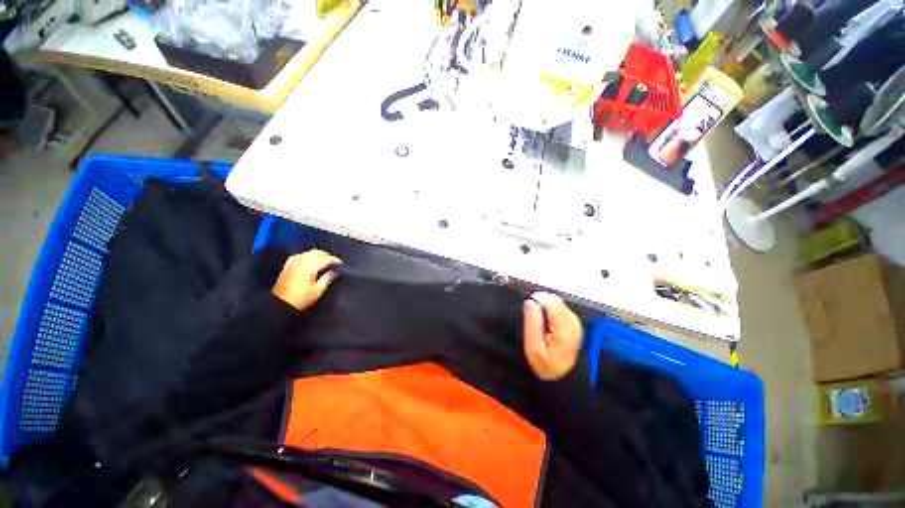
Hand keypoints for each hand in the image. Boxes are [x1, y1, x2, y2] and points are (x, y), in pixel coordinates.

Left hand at [272, 249, 342, 309]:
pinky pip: (299, 255)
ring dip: (317, 254)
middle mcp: (302, 261)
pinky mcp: (288, 265)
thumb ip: (327, 279)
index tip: (341, 263)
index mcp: (311, 267)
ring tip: (323, 260)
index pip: (326, 259)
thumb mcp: (318, 290)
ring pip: (308, 252)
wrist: (280, 303)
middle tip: (333, 261)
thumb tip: (334, 272)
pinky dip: (306, 255)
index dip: (335, 260)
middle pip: (317, 252)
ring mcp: (294, 262)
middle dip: (327, 255)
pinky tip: (308, 259)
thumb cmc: (301, 299)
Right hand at [523, 292, 581, 379]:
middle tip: (531, 318)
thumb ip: (532, 323)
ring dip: (545, 307)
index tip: (528, 311)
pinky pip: (559, 308)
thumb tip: (530, 302)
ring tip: (538, 322)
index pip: (551, 301)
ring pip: (557, 302)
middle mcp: (573, 322)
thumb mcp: (533, 348)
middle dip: (541, 303)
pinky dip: (549, 311)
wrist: (563, 379)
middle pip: (555, 300)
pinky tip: (545, 324)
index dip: (537, 300)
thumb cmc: (546, 365)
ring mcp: (575, 322)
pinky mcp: (574, 323)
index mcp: (565, 328)